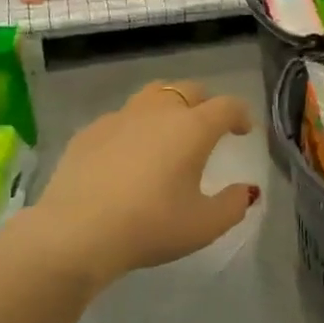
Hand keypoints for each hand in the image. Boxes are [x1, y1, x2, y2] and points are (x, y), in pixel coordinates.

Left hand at [31, 80, 258, 286]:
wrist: (77, 232)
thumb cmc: (150, 227)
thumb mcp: (204, 226)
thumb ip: (233, 205)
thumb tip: (246, 190)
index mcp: (192, 129)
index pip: (227, 106)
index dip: (241, 115)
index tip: (244, 131)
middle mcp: (157, 112)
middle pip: (189, 90)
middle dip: (205, 103)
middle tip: (209, 127)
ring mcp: (119, 118)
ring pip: (152, 95)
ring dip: (169, 106)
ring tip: (169, 131)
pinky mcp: (89, 132)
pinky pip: (121, 118)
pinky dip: (135, 127)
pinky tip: (129, 153)